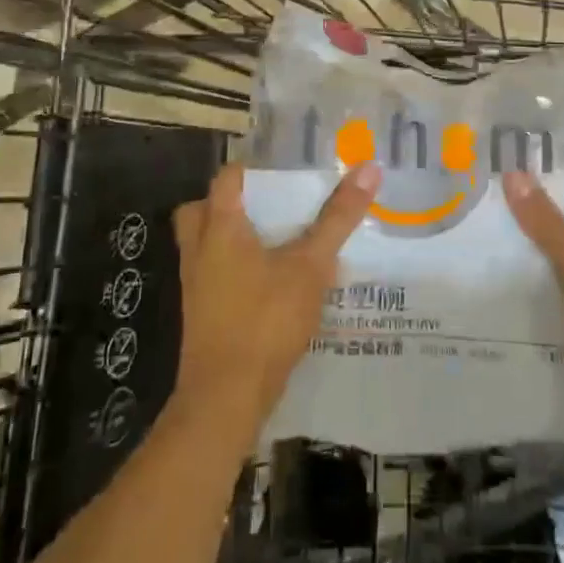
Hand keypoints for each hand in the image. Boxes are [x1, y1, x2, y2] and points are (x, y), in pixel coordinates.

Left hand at [170, 161, 382, 437]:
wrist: (226, 396)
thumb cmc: (266, 319)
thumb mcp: (310, 265)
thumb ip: (337, 218)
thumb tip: (369, 168)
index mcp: (219, 227)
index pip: (226, 178)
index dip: (251, 167)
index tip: (283, 166)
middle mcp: (199, 250)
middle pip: (202, 209)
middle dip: (229, 201)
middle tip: (268, 202)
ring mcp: (194, 284)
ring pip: (205, 244)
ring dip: (230, 236)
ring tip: (273, 237)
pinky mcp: (199, 313)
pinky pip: (211, 273)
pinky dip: (232, 267)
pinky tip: (267, 280)